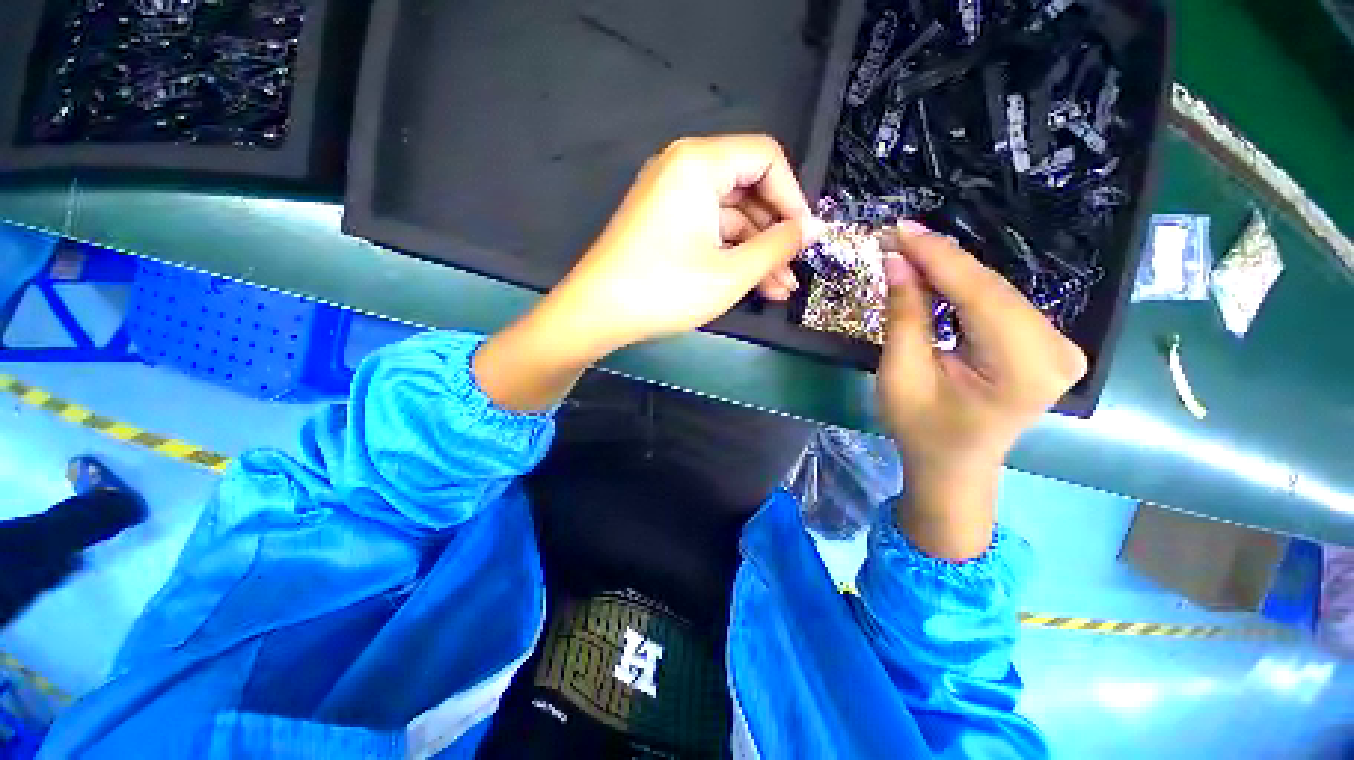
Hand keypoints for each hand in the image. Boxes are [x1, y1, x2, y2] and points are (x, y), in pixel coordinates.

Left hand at [548, 134, 821, 353]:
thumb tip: (814, 228)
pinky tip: (751, 286)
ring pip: (729, 217)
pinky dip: (730, 255)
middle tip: (794, 271)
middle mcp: (683, 169)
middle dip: (775, 234)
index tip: (806, 239)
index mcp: (699, 163)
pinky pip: (707, 231)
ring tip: (779, 290)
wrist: (597, 314)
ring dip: (756, 252)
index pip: (765, 158)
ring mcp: (670, 198)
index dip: (793, 198)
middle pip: (747, 189)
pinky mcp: (662, 224)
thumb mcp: (731, 273)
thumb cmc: (665, 290)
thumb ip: (778, 246)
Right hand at [877, 222, 1086, 558]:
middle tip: (897, 237)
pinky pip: (1001, 303)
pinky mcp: (1048, 344)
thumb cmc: (921, 429)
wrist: (954, 464)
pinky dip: (965, 287)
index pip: (980, 294)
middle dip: (941, 259)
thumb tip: (896, 260)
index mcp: (1024, 368)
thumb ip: (904, 316)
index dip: (938, 257)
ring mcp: (1061, 347)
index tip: (900, 229)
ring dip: (951, 270)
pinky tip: (937, 275)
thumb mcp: (901, 375)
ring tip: (909, 252)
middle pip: (993, 289)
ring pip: (997, 291)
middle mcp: (1058, 352)